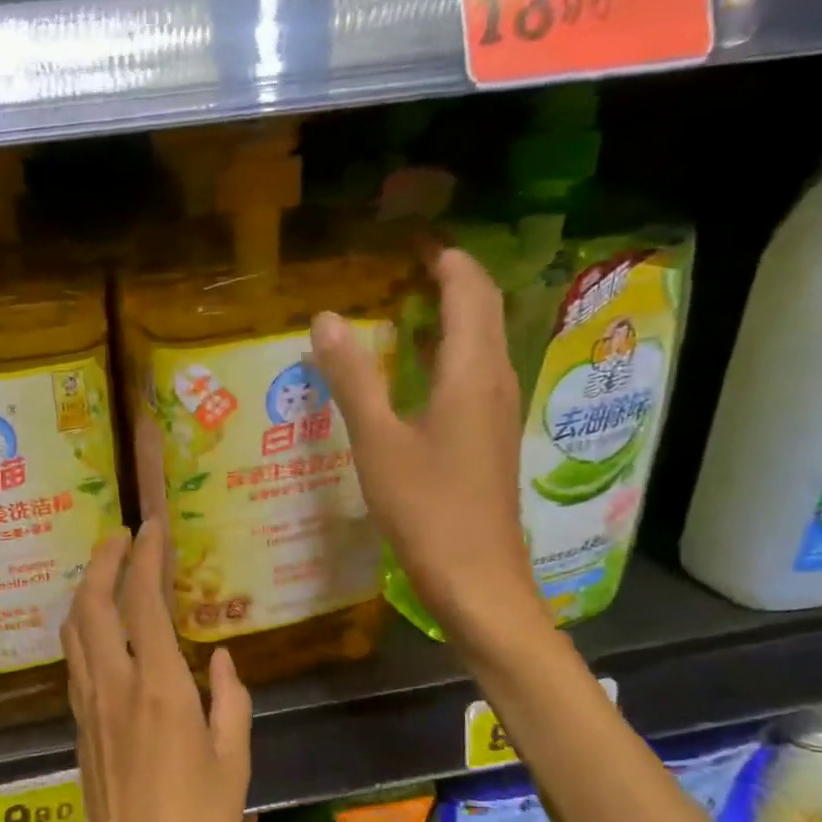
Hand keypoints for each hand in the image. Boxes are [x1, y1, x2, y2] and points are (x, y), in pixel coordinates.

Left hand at [60, 520, 252, 821]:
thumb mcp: (235, 760)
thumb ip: (230, 700)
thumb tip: (222, 660)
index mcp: (160, 691)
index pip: (142, 603)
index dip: (144, 557)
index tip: (152, 526)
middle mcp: (114, 688)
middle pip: (92, 606)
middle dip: (102, 561)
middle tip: (120, 535)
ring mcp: (88, 708)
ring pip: (74, 632)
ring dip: (86, 591)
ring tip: (106, 571)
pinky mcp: (78, 729)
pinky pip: (74, 662)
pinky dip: (84, 628)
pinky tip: (101, 629)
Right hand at [311, 245, 542, 642]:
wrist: (477, 579)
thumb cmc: (427, 509)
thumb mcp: (378, 442)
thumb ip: (353, 379)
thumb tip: (325, 319)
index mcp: (471, 372)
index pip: (469, 290)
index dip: (445, 258)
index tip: (410, 241)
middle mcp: (493, 382)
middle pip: (481, 311)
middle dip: (448, 282)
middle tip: (401, 270)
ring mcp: (496, 413)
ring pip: (479, 346)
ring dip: (447, 320)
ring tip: (400, 312)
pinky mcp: (489, 441)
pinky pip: (472, 378)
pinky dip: (445, 358)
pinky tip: (411, 378)